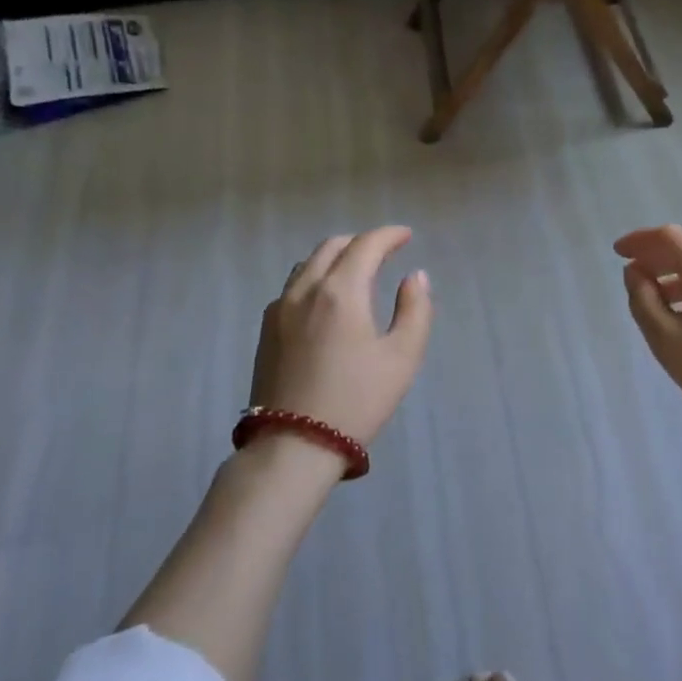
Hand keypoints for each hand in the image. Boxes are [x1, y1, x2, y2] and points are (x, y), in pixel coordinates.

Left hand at [249, 226, 433, 447]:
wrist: (293, 446)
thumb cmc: (357, 400)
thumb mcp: (402, 357)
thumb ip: (415, 310)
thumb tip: (415, 276)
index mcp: (341, 291)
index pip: (366, 245)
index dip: (389, 235)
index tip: (406, 235)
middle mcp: (306, 289)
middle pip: (332, 246)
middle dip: (361, 242)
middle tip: (384, 252)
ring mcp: (279, 308)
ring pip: (308, 264)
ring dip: (335, 257)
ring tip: (356, 272)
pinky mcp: (266, 330)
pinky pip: (293, 286)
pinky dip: (315, 277)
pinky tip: (326, 300)